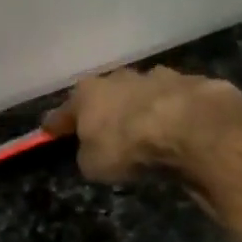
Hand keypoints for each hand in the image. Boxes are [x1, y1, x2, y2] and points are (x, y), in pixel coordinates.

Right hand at [42, 66, 241, 182]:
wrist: (190, 128)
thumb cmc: (127, 146)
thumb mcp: (93, 164)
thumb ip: (88, 153)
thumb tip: (92, 150)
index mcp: (89, 93)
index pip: (64, 110)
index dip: (56, 124)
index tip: (48, 131)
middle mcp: (121, 78)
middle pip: (106, 94)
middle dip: (104, 110)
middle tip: (104, 128)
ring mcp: (159, 77)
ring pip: (143, 93)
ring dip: (141, 108)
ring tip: (146, 131)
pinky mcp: (192, 84)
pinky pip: (175, 102)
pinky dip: (173, 114)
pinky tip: (178, 130)